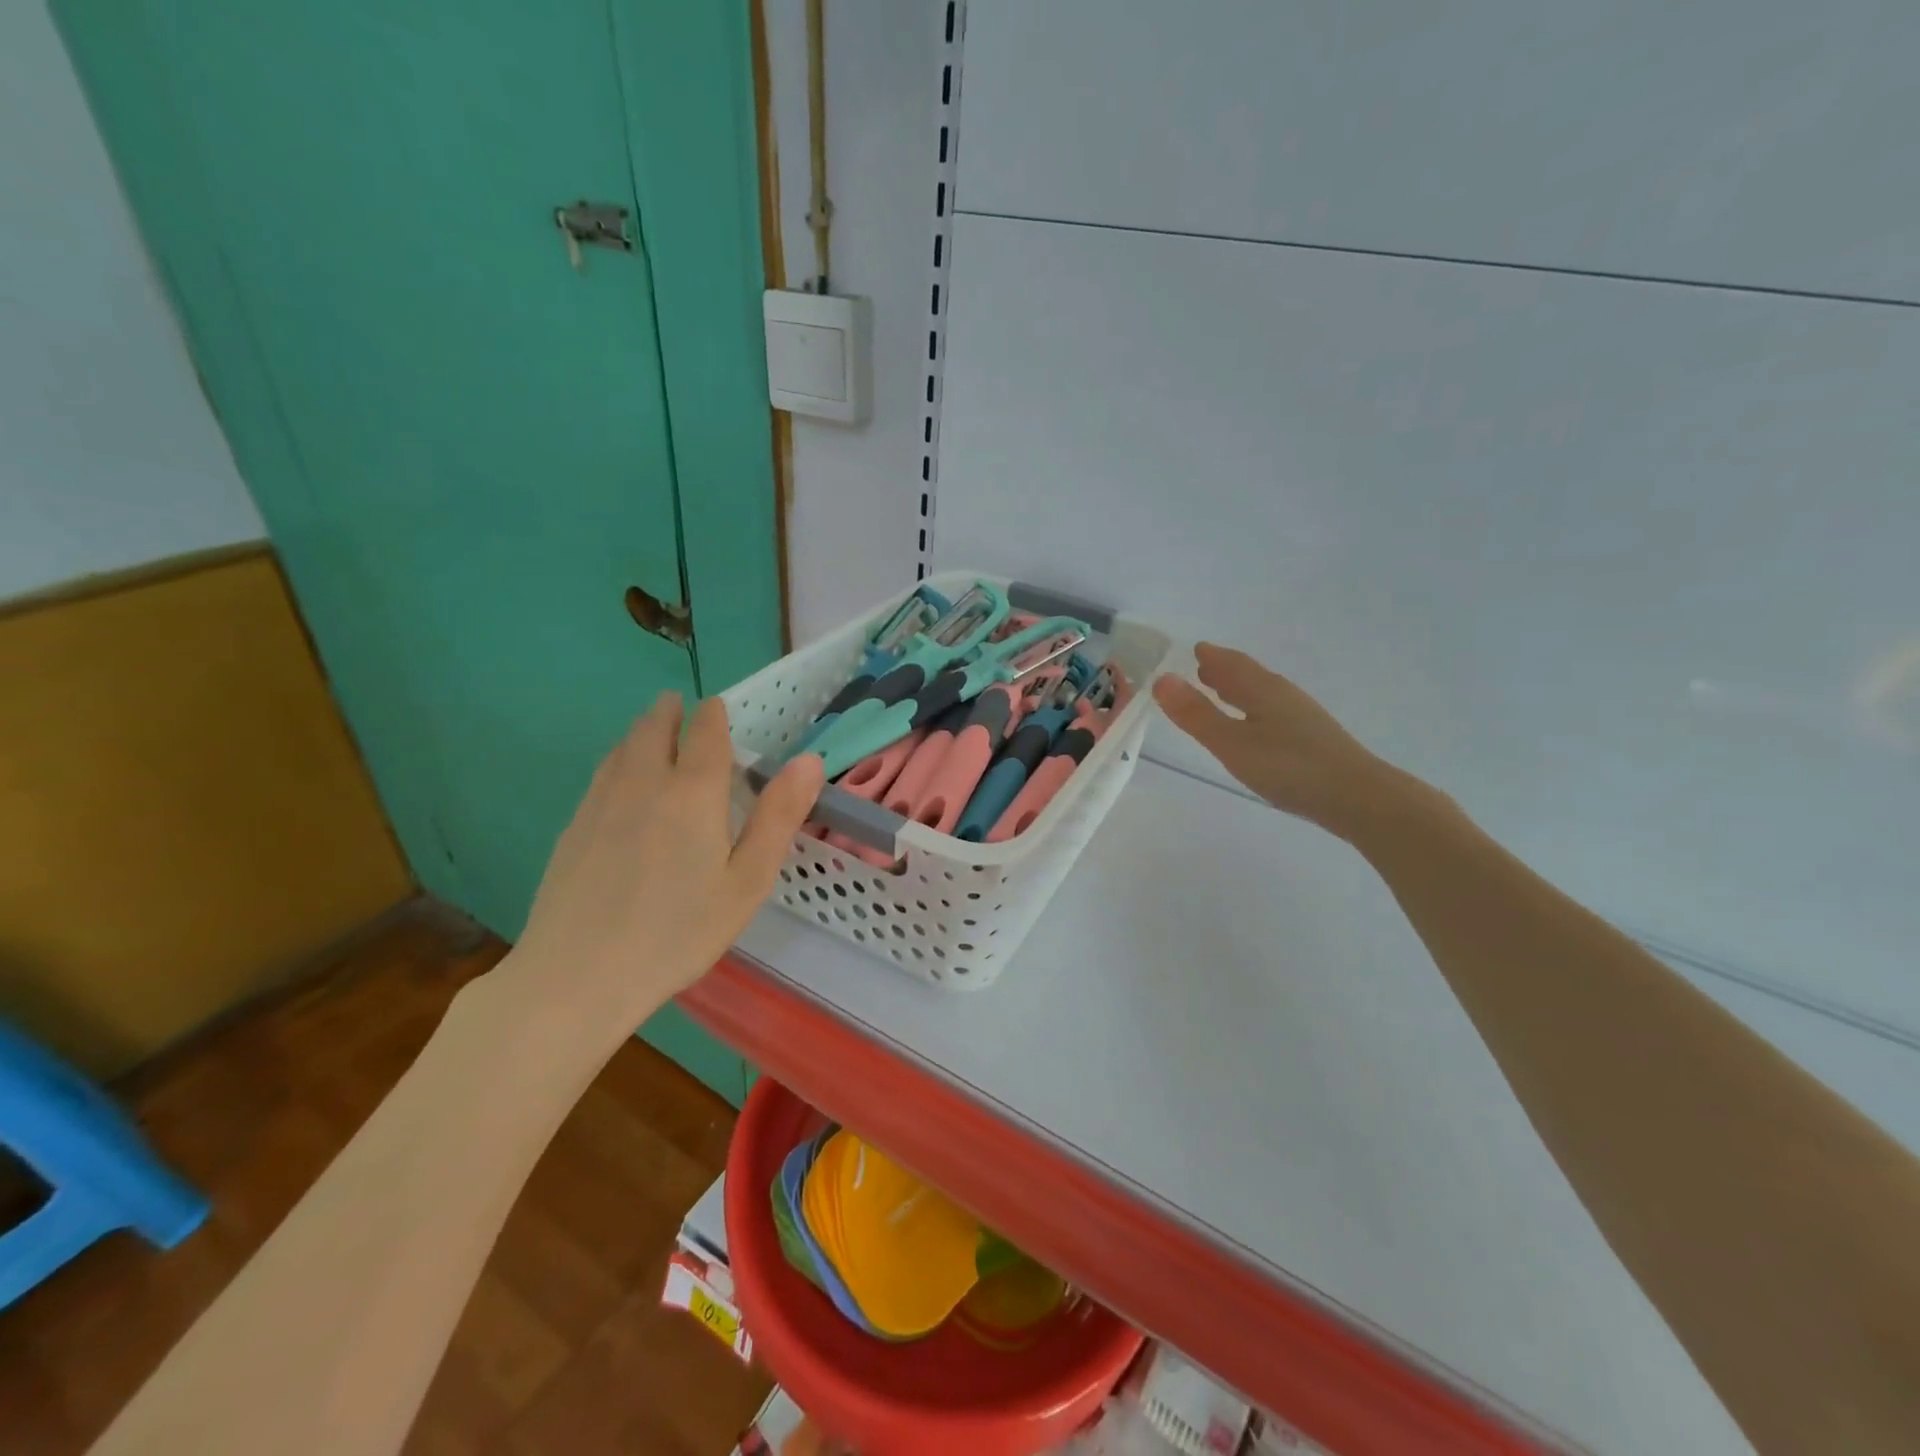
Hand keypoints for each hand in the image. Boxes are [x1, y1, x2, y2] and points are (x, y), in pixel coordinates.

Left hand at [503, 693, 823, 1053]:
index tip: (720, 708)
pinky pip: (602, 774)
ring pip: (623, 747)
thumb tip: (808, 761)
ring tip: (655, 729)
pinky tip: (622, 780)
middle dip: (672, 712)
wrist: (577, 976)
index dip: (715, 714)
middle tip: (683, 708)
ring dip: (643, 730)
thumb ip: (778, 816)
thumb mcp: (747, 880)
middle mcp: (643, 783)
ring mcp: (600, 803)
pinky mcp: (573, 828)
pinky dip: (619, 759)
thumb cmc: (679, 932)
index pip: (705, 732)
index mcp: (693, 792)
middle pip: (655, 727)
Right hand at [1152, 643, 1407, 837]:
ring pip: (1262, 694)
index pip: (1231, 664)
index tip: (1195, 649)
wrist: (1357, 797)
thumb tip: (1161, 679)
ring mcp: (1301, 717)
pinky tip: (1255, 726)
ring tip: (1222, 691)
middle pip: (1249, 675)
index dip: (1211, 656)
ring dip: (1239, 689)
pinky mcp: (1311, 739)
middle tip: (1202, 666)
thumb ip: (1196, 714)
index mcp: (1262, 689)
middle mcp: (1283, 695)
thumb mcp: (1231, 742)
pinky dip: (1253, 708)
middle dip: (1224, 670)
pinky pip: (1272, 711)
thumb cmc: (1288, 767)